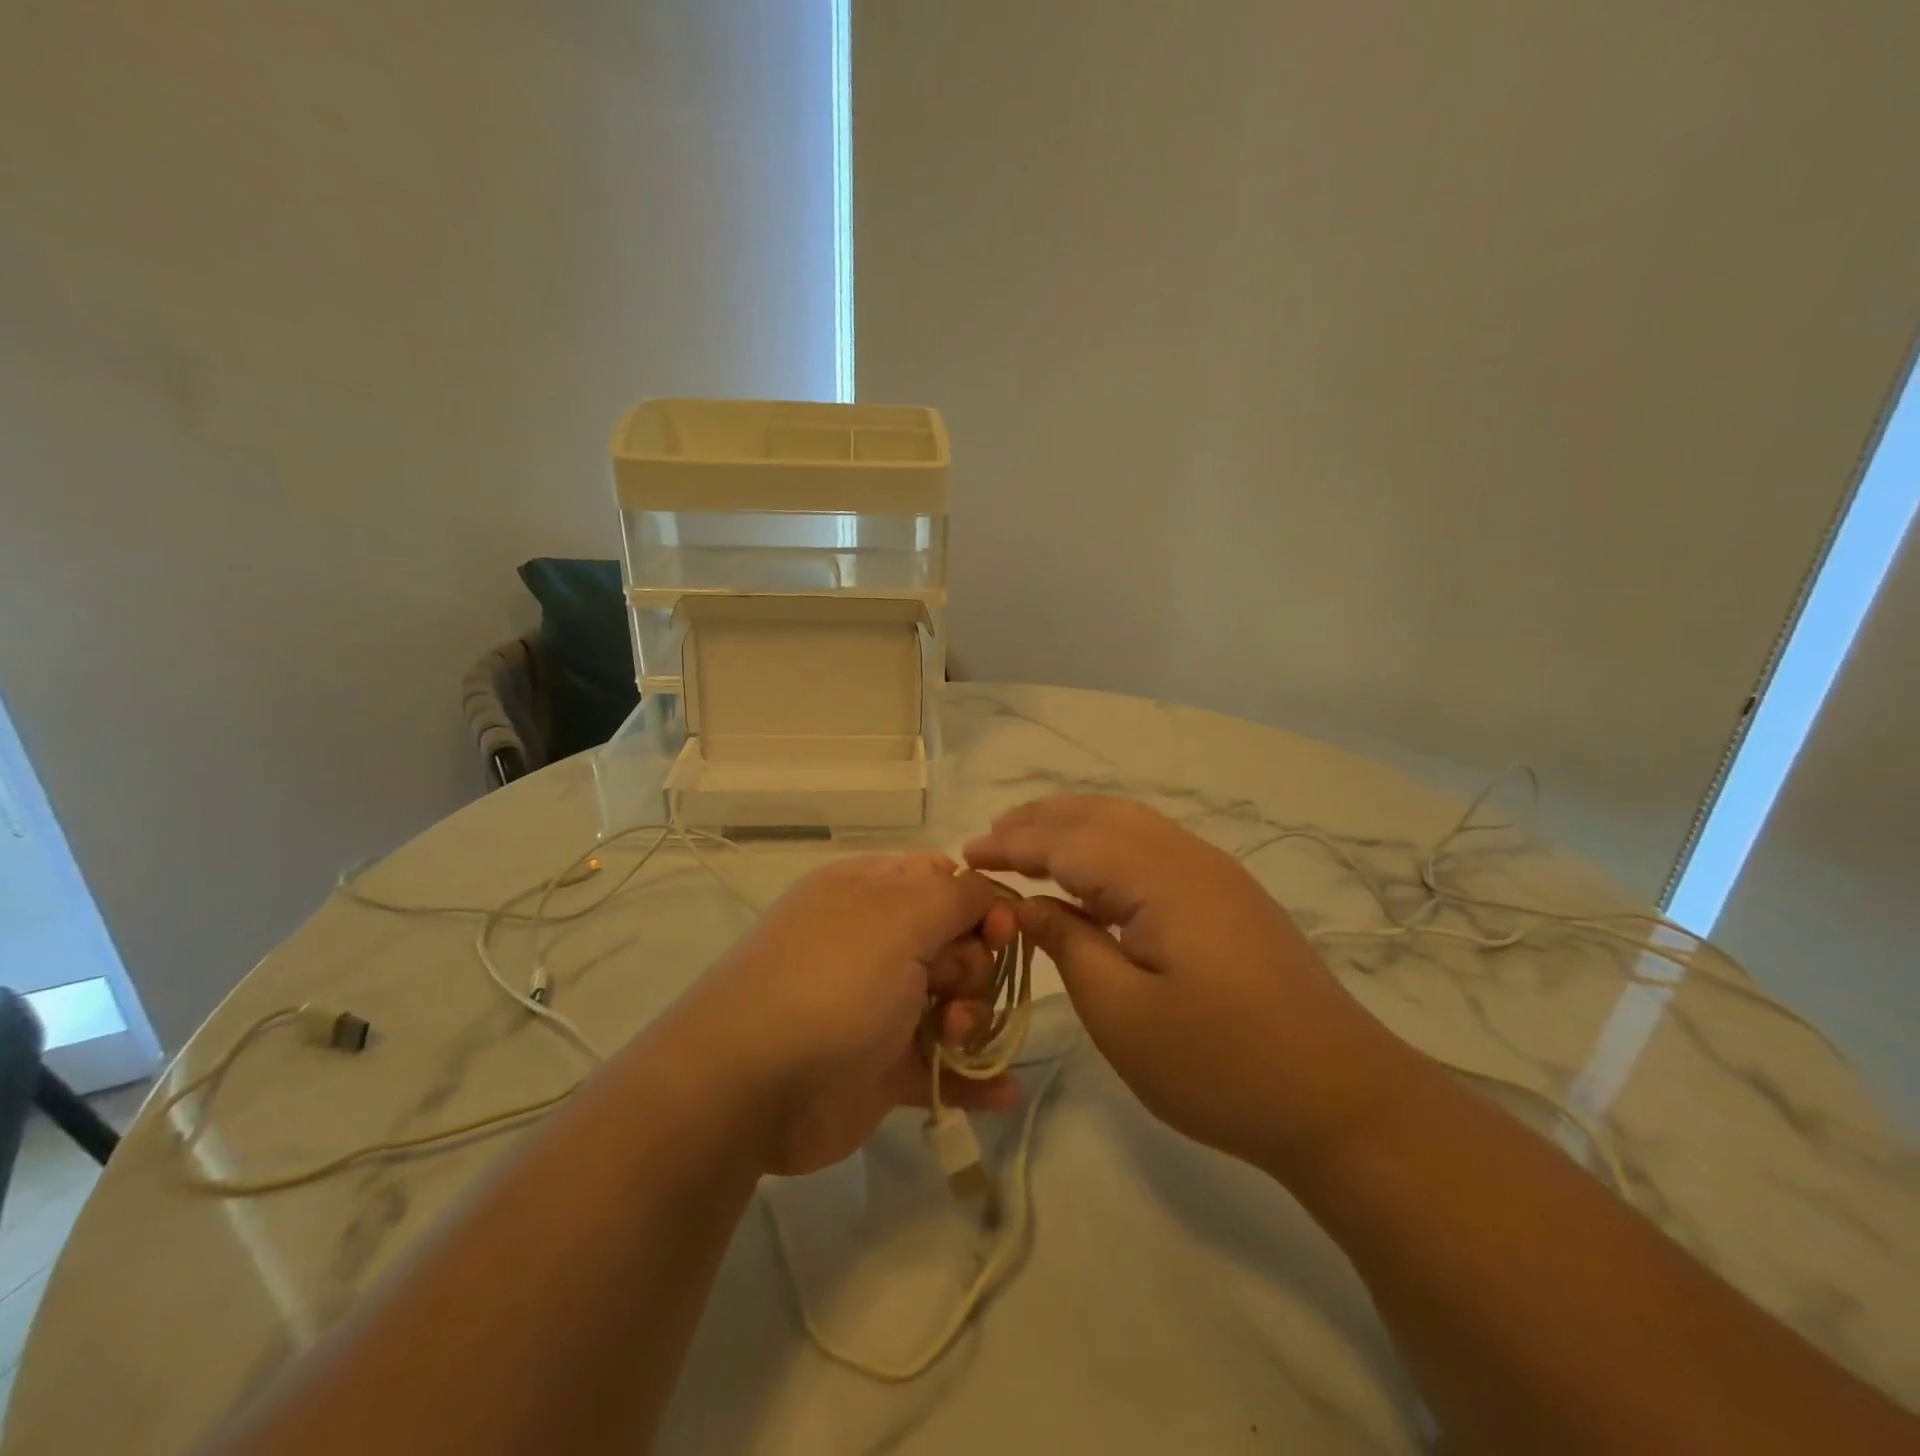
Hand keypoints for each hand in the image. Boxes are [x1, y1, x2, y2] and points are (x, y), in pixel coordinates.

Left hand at [666, 853, 1020, 1176]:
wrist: (751, 1086)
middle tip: (950, 986)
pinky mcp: (885, 1067)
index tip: (1002, 931)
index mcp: (872, 893)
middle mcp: (877, 943)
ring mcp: (881, 1006)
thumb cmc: (833, 980)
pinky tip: (1004, 1093)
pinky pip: (945, 1066)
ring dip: (972, 1020)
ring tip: (952, 1037)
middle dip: (974, 965)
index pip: (944, 881)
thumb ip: (957, 895)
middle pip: (959, 943)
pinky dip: (975, 1077)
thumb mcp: (899, 915)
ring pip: (956, 1003)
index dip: (982, 903)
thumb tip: (987, 894)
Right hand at [964, 796, 1415, 1172]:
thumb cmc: (1221, 1064)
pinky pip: (1153, 844)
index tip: (965, 856)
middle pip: (1100, 815)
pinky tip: (1093, 867)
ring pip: (1130, 822)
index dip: (1013, 845)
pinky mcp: (1229, 894)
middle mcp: (1188, 856)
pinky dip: (1108, 841)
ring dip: (1074, 823)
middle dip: (1040, 820)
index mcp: (1159, 878)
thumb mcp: (1123, 1015)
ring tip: (1030, 840)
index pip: (1068, 842)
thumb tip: (1025, 904)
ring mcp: (1215, 871)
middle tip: (990, 837)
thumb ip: (1068, 944)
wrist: (1341, 1098)